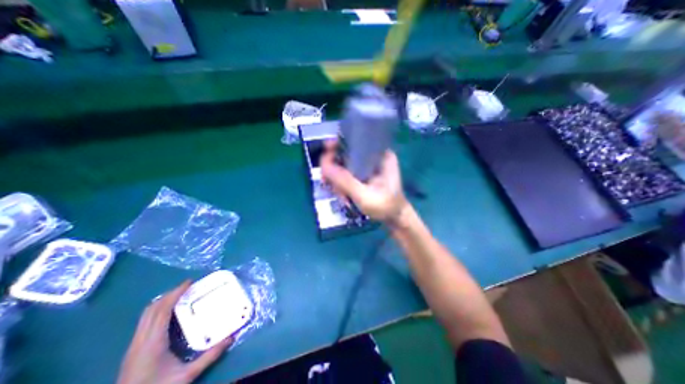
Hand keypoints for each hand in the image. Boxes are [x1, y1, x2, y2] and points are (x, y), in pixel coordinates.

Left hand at [118, 279, 232, 383]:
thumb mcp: (187, 376)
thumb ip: (210, 356)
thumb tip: (231, 338)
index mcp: (153, 342)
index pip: (162, 310)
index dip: (175, 293)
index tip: (190, 282)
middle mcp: (140, 340)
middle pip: (152, 309)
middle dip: (170, 294)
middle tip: (188, 286)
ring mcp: (134, 345)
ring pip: (146, 315)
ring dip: (163, 301)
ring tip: (181, 295)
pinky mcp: (133, 349)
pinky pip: (145, 321)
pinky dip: (158, 310)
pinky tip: (169, 313)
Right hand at [320, 141, 404, 223]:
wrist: (396, 219)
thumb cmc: (386, 206)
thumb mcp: (364, 195)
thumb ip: (344, 181)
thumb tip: (323, 165)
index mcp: (380, 154)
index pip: (354, 141)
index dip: (336, 146)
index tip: (325, 158)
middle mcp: (374, 156)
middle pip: (345, 155)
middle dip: (335, 171)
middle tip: (329, 185)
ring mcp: (369, 166)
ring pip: (344, 166)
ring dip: (338, 181)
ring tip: (343, 197)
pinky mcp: (365, 175)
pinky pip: (347, 174)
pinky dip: (342, 185)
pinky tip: (344, 197)